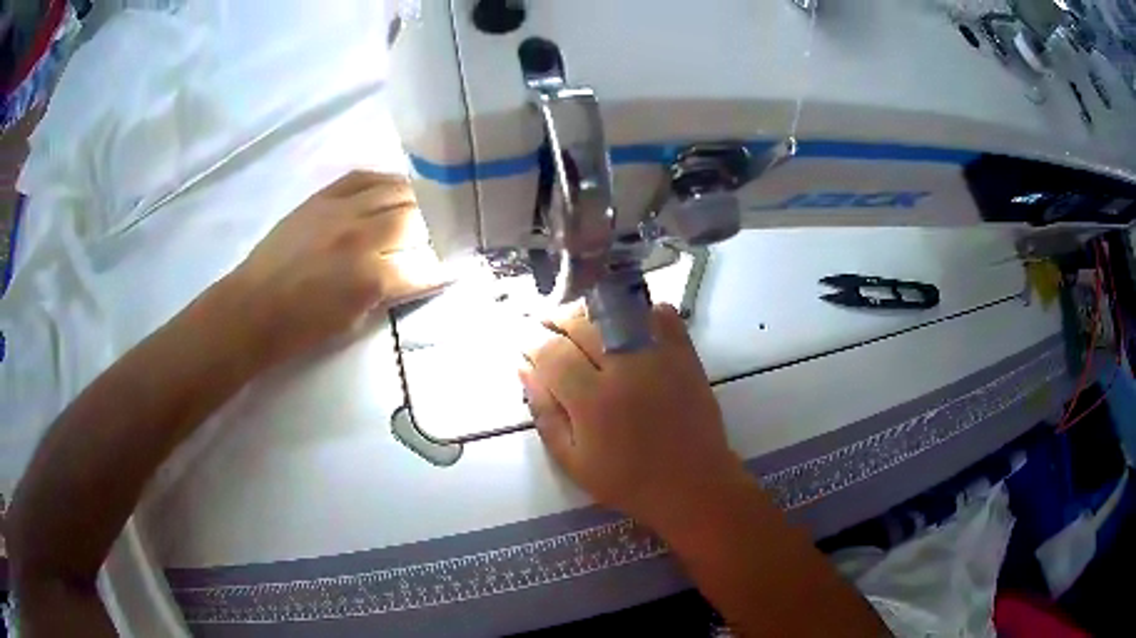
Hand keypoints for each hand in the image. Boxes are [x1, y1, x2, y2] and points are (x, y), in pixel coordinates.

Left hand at [228, 171, 445, 363]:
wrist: (253, 308)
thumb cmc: (302, 329)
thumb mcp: (354, 322)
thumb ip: (389, 293)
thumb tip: (416, 273)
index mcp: (370, 278)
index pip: (427, 265)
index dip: (447, 266)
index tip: (460, 264)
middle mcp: (362, 236)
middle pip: (419, 218)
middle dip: (439, 226)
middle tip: (450, 230)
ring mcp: (341, 210)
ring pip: (397, 191)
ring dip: (419, 199)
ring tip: (431, 204)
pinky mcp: (322, 197)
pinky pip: (365, 177)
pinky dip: (386, 181)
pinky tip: (396, 188)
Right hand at [519, 304, 746, 532]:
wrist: (692, 484)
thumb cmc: (628, 481)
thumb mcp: (572, 462)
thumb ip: (545, 414)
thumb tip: (525, 371)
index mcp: (592, 401)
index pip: (551, 353)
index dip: (531, 344)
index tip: (525, 346)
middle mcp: (624, 369)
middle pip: (581, 324)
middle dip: (555, 320)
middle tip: (546, 327)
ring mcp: (658, 357)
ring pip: (616, 312)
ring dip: (591, 312)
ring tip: (581, 323)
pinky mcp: (685, 355)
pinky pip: (661, 315)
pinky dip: (641, 311)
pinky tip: (627, 322)